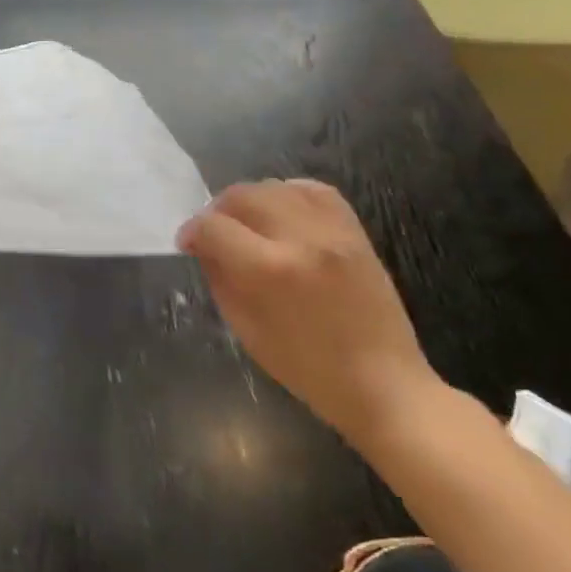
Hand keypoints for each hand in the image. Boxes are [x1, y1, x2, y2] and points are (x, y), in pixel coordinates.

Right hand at [176, 179, 443, 446]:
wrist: (383, 383)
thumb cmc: (305, 366)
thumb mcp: (244, 327)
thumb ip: (219, 277)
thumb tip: (204, 246)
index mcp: (268, 270)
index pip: (212, 226)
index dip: (191, 232)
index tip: (187, 245)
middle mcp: (300, 239)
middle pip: (242, 195)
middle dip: (217, 210)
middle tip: (215, 233)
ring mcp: (333, 232)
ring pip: (276, 187)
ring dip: (251, 200)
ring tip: (248, 223)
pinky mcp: (355, 233)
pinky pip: (315, 191)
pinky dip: (289, 194)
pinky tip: (282, 213)